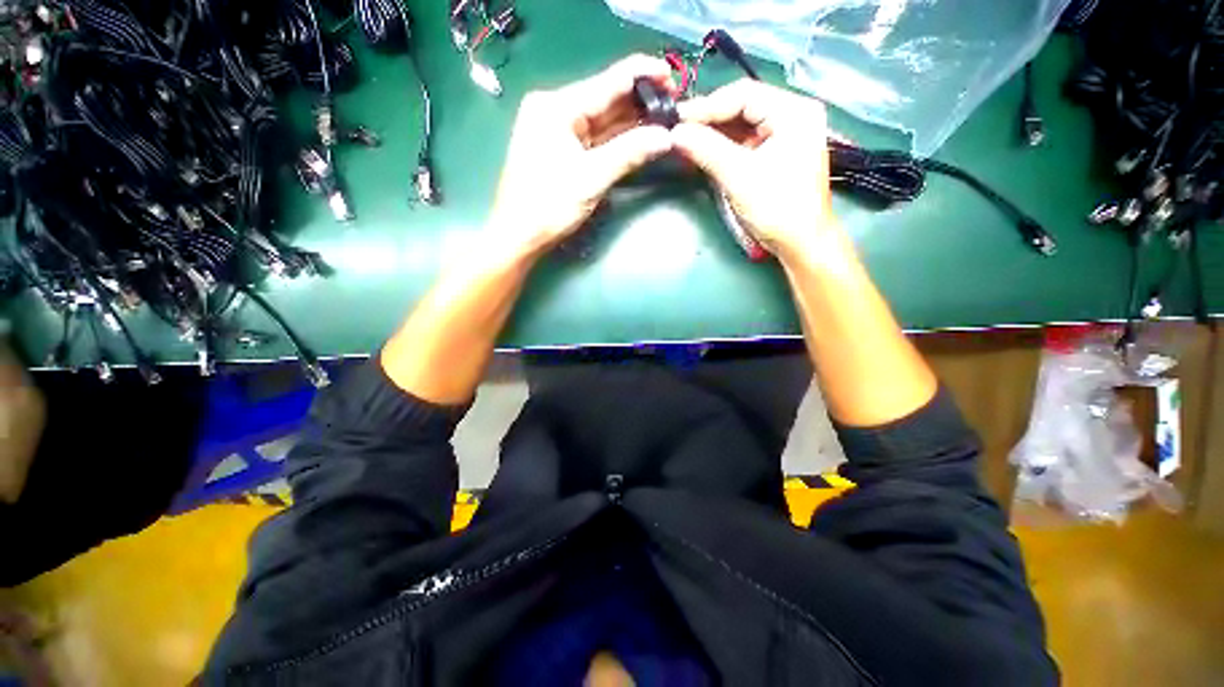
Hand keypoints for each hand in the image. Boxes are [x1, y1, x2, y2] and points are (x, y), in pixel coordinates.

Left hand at [486, 55, 676, 258]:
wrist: (519, 235)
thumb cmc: (549, 206)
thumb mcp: (592, 179)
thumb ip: (629, 153)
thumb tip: (666, 137)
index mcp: (558, 106)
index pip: (609, 81)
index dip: (644, 75)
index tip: (674, 78)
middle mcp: (556, 110)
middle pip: (606, 98)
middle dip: (641, 102)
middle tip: (675, 106)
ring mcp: (558, 130)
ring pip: (603, 120)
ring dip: (632, 122)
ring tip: (665, 120)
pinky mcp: (562, 150)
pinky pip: (595, 138)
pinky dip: (617, 140)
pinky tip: (640, 137)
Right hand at [672, 79, 835, 260]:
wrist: (800, 244)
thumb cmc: (777, 208)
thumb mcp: (739, 176)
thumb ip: (706, 149)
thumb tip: (675, 133)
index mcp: (794, 112)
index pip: (743, 94)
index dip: (707, 106)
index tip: (677, 119)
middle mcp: (793, 116)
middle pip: (743, 108)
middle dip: (709, 121)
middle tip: (679, 131)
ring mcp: (787, 136)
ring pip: (743, 126)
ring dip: (715, 135)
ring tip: (687, 142)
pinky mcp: (778, 155)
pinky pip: (746, 143)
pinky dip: (724, 148)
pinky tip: (705, 152)